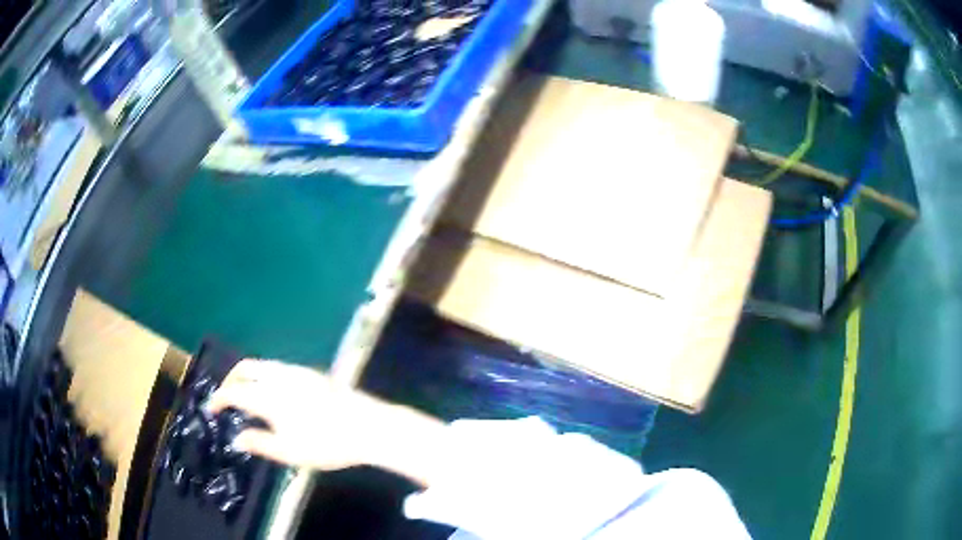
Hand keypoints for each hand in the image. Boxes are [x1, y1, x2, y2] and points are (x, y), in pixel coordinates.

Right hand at [206, 359, 443, 485]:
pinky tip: (271, 393)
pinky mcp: (312, 373)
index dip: (218, 399)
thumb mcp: (290, 452)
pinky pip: (277, 368)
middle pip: (245, 368)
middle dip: (229, 380)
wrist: (369, 426)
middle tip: (224, 398)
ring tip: (245, 395)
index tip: (211, 409)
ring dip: (247, 376)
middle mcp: (279, 376)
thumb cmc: (327, 444)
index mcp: (269, 395)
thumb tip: (237, 438)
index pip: (234, 390)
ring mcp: (298, 371)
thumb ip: (259, 443)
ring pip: (262, 365)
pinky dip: (263, 375)